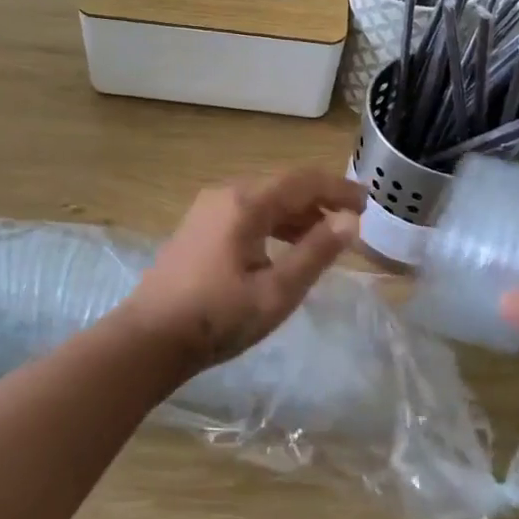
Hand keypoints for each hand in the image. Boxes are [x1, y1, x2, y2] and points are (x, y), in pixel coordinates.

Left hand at [122, 170, 365, 375]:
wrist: (150, 338)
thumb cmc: (218, 317)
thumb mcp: (277, 291)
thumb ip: (315, 253)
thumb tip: (349, 221)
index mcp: (245, 203)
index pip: (302, 181)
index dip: (338, 188)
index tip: (368, 202)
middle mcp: (225, 195)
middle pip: (282, 186)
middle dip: (319, 200)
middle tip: (351, 222)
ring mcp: (207, 210)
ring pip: (263, 200)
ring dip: (296, 214)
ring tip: (324, 238)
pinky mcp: (198, 228)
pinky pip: (246, 213)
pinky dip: (273, 224)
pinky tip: (285, 248)